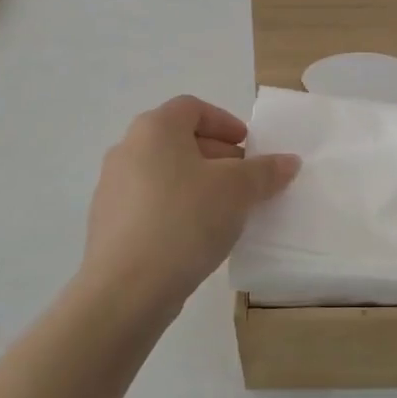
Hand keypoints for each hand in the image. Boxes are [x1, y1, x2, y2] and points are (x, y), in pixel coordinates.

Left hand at [82, 96, 299, 317]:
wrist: (126, 289)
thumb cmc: (185, 220)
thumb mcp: (238, 191)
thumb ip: (265, 171)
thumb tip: (288, 161)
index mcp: (154, 129)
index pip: (192, 108)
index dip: (225, 122)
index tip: (248, 147)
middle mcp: (127, 149)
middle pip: (178, 140)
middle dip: (217, 155)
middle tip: (245, 180)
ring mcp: (112, 188)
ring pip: (165, 173)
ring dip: (198, 184)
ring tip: (226, 210)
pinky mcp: (108, 224)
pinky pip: (151, 203)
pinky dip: (177, 208)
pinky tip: (197, 236)